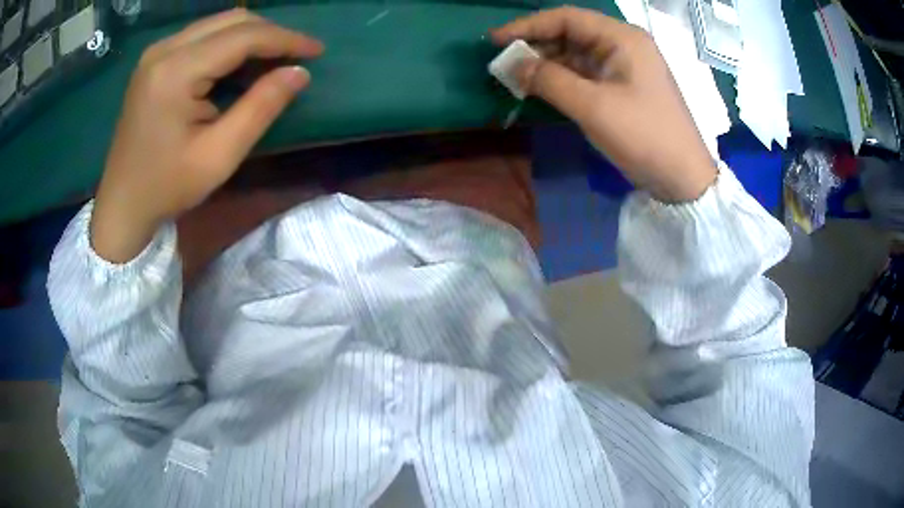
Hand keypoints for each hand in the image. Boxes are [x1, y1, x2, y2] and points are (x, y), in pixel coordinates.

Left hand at [90, 9, 323, 262]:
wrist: (122, 204)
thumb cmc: (167, 187)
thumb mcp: (219, 156)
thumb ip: (260, 108)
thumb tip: (299, 72)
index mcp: (175, 72)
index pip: (243, 36)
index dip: (285, 39)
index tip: (317, 50)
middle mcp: (164, 49)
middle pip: (232, 20)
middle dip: (271, 33)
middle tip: (297, 55)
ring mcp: (157, 52)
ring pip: (218, 23)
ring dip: (251, 36)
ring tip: (274, 59)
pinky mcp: (155, 60)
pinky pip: (202, 36)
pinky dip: (229, 43)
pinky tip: (240, 64)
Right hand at [492, 7, 715, 202]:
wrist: (683, 179)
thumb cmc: (644, 137)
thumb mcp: (594, 107)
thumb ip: (549, 80)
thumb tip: (512, 64)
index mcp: (622, 38)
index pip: (566, 18)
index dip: (528, 25)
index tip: (495, 40)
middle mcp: (623, 44)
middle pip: (571, 33)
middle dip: (535, 45)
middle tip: (503, 63)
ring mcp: (624, 66)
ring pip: (576, 54)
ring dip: (546, 63)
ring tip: (515, 77)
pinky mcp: (623, 86)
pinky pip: (585, 73)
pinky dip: (561, 78)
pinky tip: (540, 87)